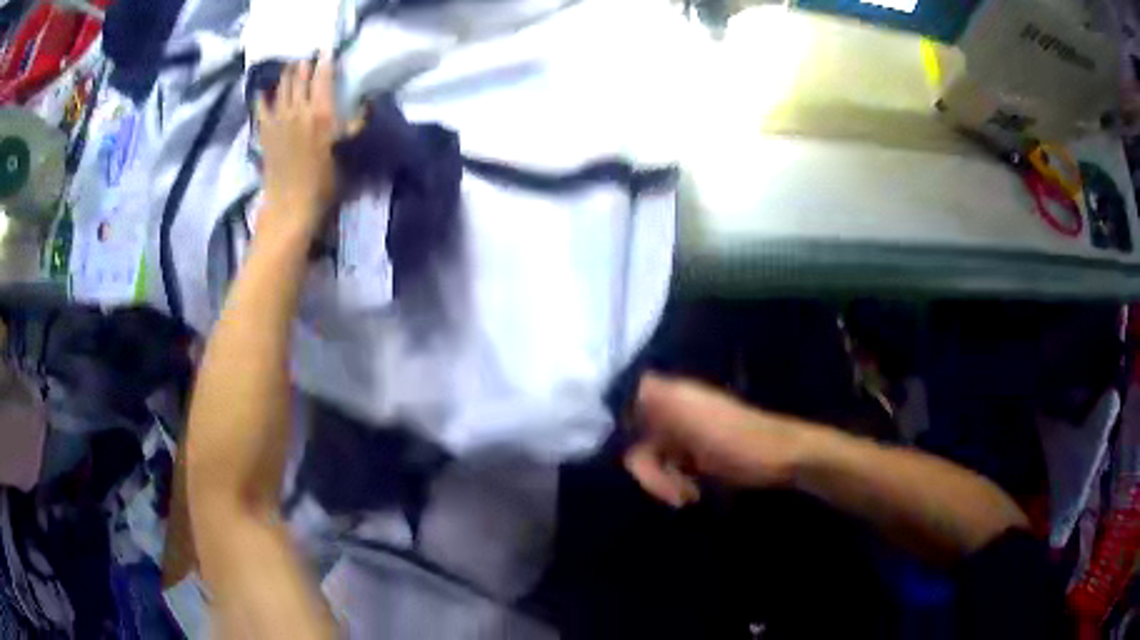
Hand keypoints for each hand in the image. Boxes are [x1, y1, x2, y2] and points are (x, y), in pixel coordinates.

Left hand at [255, 56, 338, 236]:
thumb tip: (366, 104)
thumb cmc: (324, 182)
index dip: (325, 61)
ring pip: (282, 88)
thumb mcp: (348, 152)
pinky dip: (262, 98)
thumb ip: (355, 125)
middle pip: (300, 78)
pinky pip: (261, 109)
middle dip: (305, 65)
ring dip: (287, 75)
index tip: (328, 50)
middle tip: (308, 57)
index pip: (323, 77)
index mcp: (322, 112)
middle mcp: (298, 110)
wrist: (291, 206)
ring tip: (291, 66)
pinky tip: (262, 91)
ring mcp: (278, 121)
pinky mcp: (265, 134)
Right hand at [624, 374, 802, 506]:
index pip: (630, 405)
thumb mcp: (695, 416)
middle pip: (637, 441)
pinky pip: (668, 471)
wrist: (778, 458)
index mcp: (672, 395)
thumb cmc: (736, 438)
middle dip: (650, 470)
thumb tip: (634, 383)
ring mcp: (684, 436)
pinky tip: (693, 493)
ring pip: (651, 460)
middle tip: (671, 490)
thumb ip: (660, 397)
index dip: (627, 431)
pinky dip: (674, 484)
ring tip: (688, 495)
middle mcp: (673, 412)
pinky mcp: (694, 456)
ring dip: (664, 481)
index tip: (642, 454)